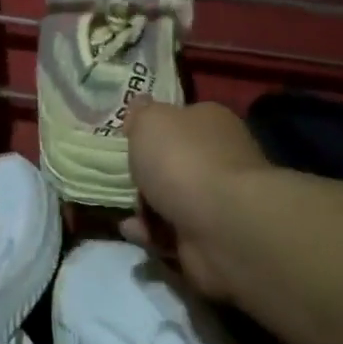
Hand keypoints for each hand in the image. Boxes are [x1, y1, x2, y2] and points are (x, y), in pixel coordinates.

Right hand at [121, 101, 272, 300]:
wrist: (222, 225)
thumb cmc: (183, 160)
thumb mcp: (149, 121)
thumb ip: (140, 113)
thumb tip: (141, 105)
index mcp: (209, 122)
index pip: (178, 119)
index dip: (150, 128)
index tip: (125, 139)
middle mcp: (219, 158)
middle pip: (172, 162)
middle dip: (143, 173)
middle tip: (120, 177)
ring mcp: (217, 200)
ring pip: (168, 200)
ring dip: (143, 207)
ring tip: (125, 211)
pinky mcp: (210, 237)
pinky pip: (170, 232)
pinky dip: (151, 233)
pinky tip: (135, 231)